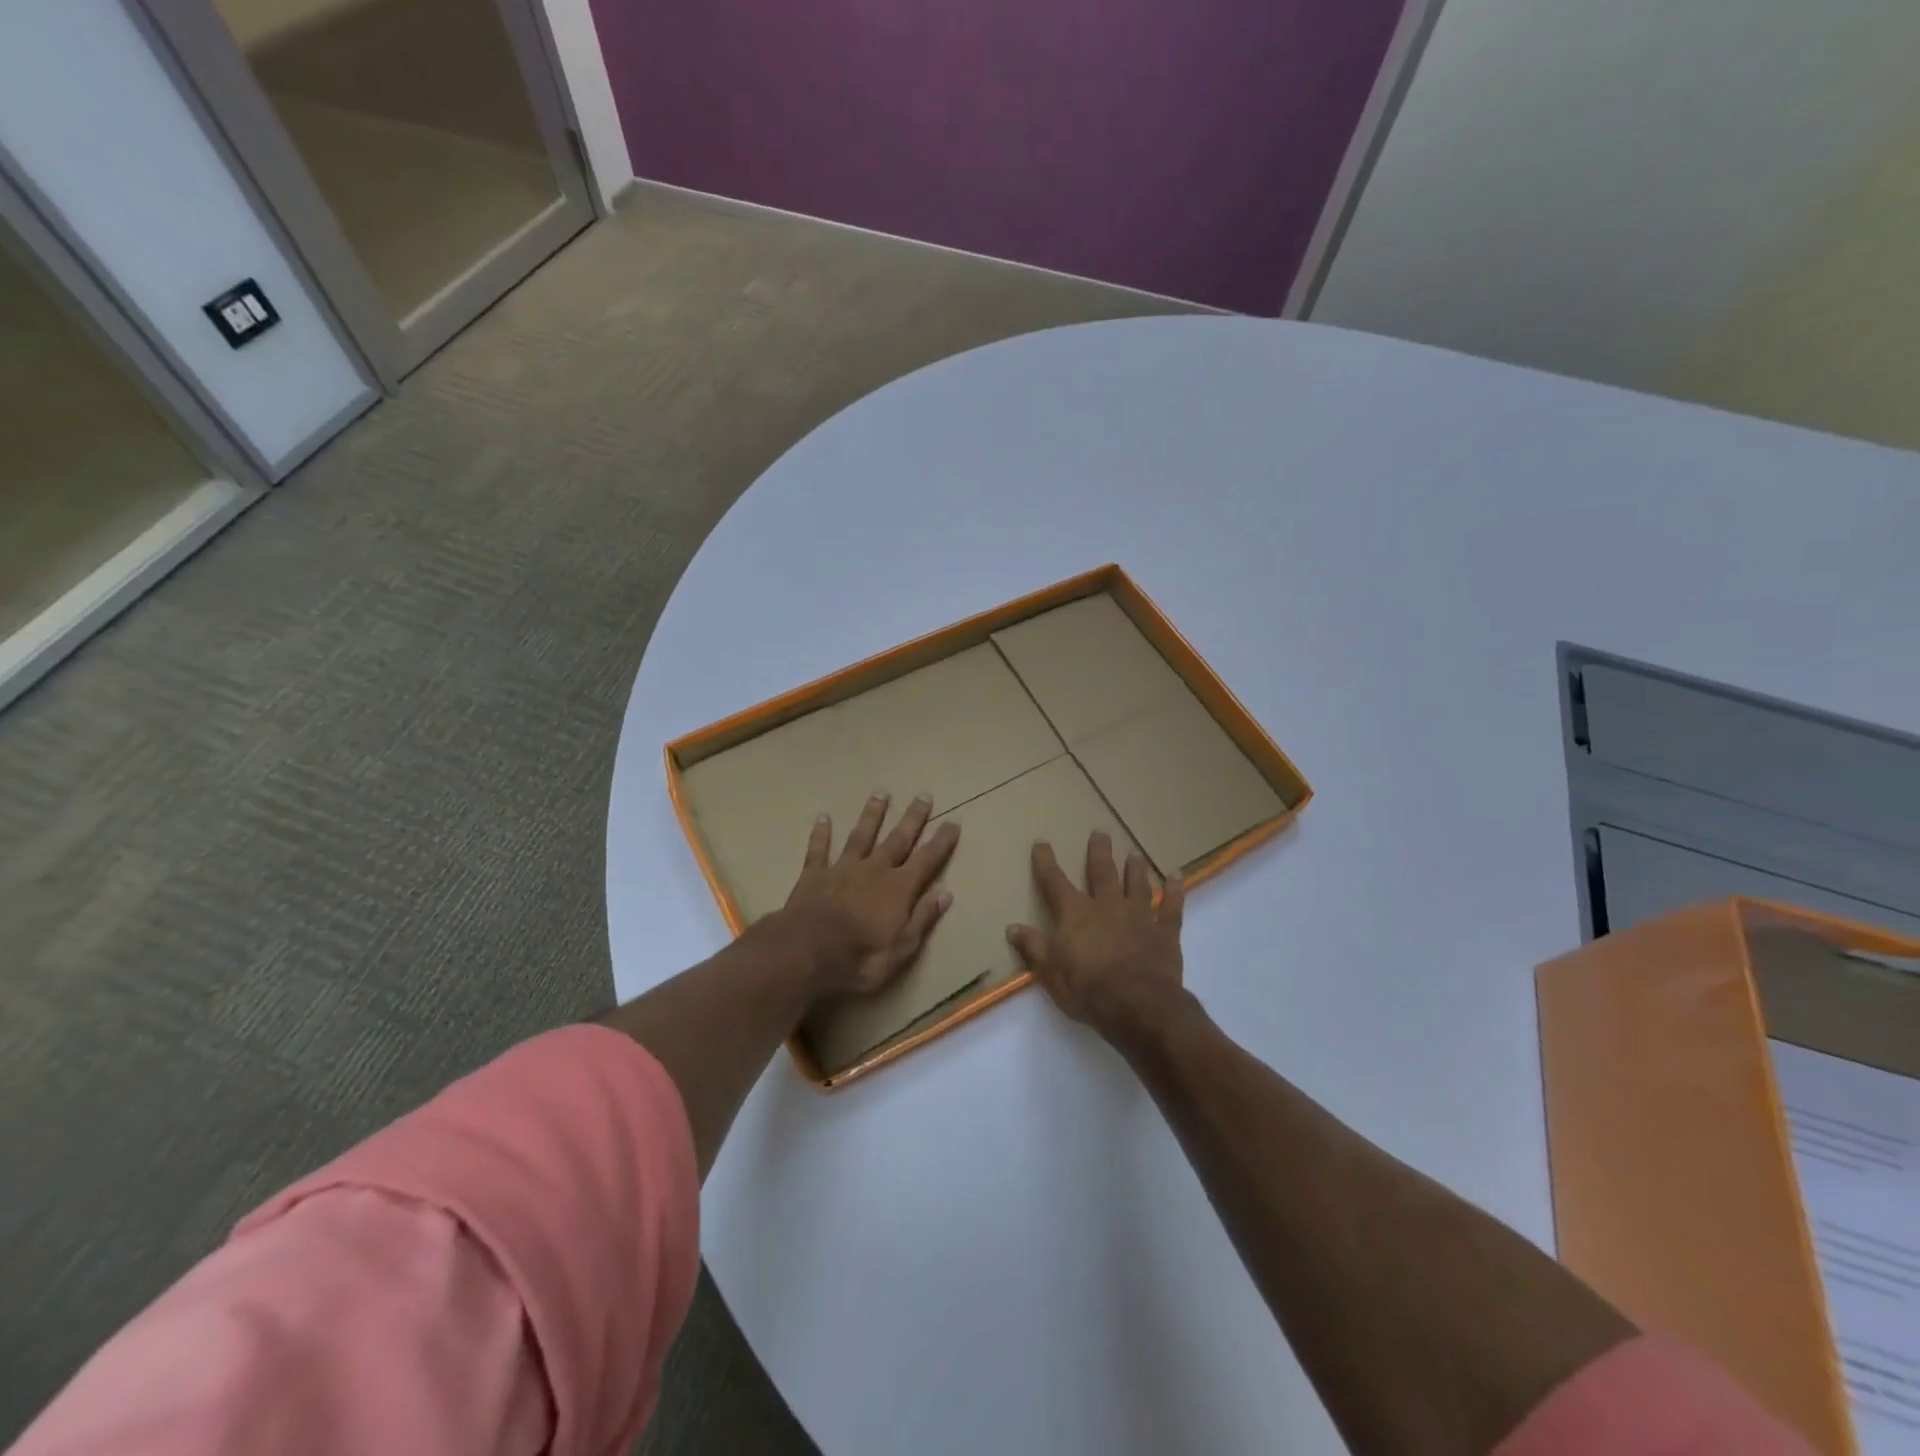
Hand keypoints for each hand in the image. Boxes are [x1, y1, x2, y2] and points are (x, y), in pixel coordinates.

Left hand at [783, 791, 959, 996]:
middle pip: (897, 839)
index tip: (953, 822)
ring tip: (881, 793)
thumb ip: (922, 918)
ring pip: (861, 836)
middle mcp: (874, 870)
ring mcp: (842, 869)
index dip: (941, 842)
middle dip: (912, 818)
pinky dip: (821, 834)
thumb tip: (945, 893)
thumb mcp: (901, 948)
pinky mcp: (814, 875)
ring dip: (872, 815)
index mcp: (898, 889)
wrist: (806, 952)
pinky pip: (819, 849)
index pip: (926, 860)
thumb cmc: (859, 957)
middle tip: (923, 795)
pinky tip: (823, 817)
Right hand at [1007, 831, 1187, 1039]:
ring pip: (1136, 884)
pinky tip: (1178, 876)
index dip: (1046, 862)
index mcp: (1076, 914)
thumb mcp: (1049, 971)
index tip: (1042, 843)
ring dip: (1135, 868)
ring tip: (1134, 853)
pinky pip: (1171, 906)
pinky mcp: (1165, 931)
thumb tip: (1012, 927)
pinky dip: (1175, 891)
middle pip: (1102, 872)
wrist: (1137, 1004)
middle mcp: (1107, 906)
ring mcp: (1139, 916)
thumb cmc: (1087, 989)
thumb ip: (1033, 947)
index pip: (1055, 882)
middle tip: (1100, 832)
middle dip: (1099, 852)